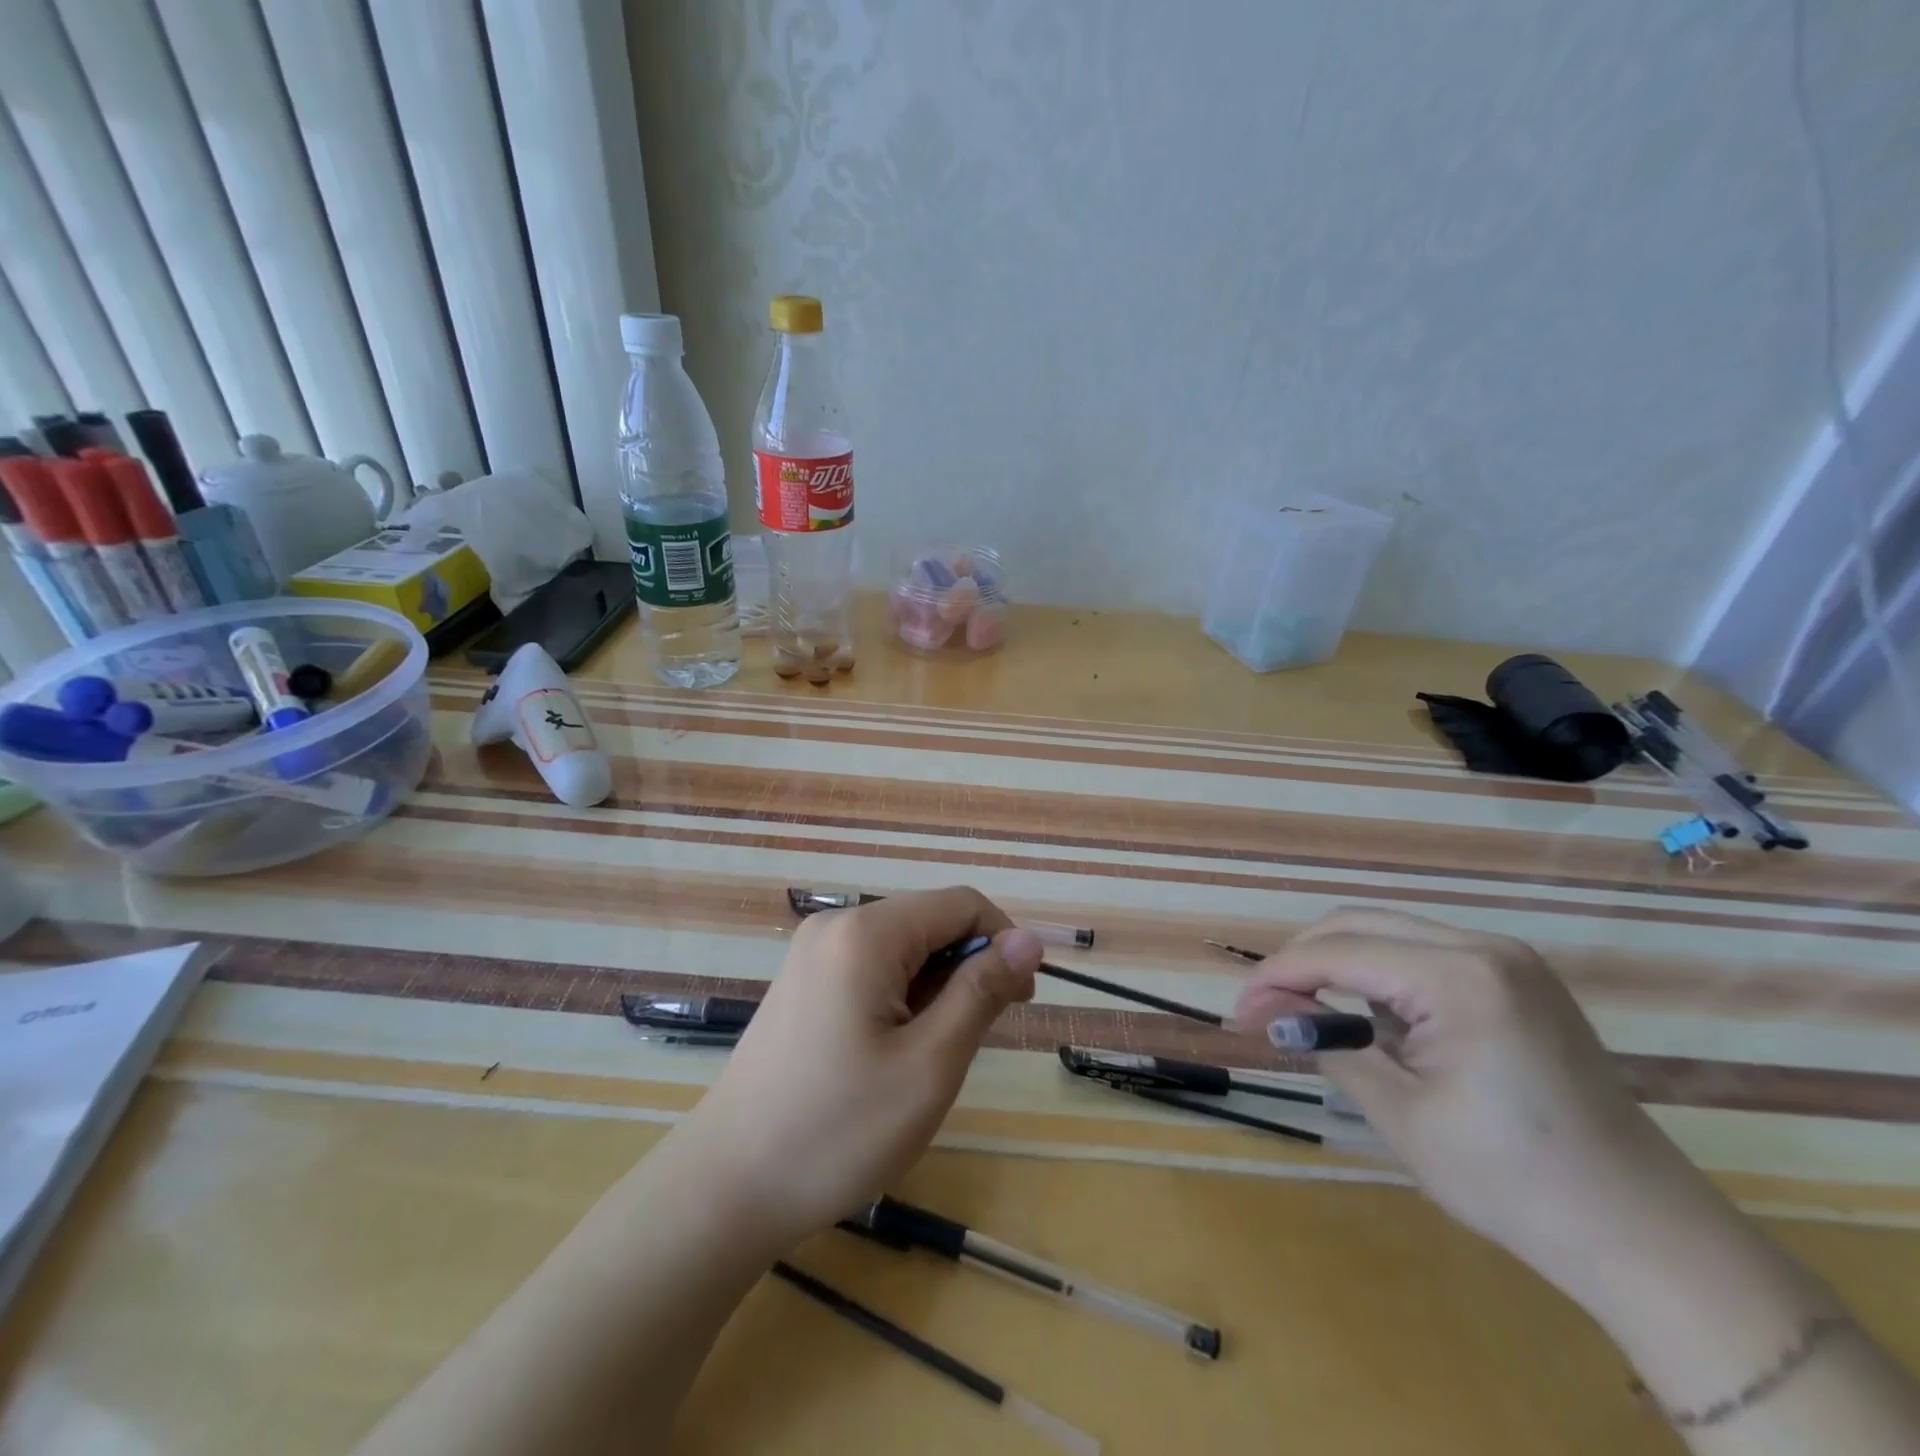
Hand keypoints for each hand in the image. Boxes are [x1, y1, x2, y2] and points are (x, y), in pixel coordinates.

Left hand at [673, 887, 1042, 1253]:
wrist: (727, 1187)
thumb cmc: (838, 1129)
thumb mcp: (929, 1064)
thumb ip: (981, 991)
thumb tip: (1028, 941)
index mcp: (866, 933)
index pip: (961, 904)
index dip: (1003, 943)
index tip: (1018, 1003)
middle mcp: (836, 926)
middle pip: (929, 921)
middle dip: (967, 968)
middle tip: (975, 1040)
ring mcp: (813, 953)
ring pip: (903, 947)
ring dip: (934, 988)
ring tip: (930, 1056)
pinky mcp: (802, 982)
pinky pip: (871, 968)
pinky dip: (901, 996)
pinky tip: (893, 1050)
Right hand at [1233, 908, 1721, 1296]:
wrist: (1645, 1235)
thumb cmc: (1515, 1183)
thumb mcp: (1401, 1113)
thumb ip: (1328, 1043)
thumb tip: (1265, 1010)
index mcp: (1460, 978)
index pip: (1338, 951)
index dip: (1278, 976)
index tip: (1239, 1010)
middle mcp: (1484, 947)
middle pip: (1360, 924)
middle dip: (1302, 959)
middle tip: (1265, 1007)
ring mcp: (1508, 959)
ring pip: (1390, 931)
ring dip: (1339, 963)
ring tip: (1307, 1011)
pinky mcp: (1518, 978)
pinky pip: (1425, 952)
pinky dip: (1381, 973)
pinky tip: (1370, 1016)